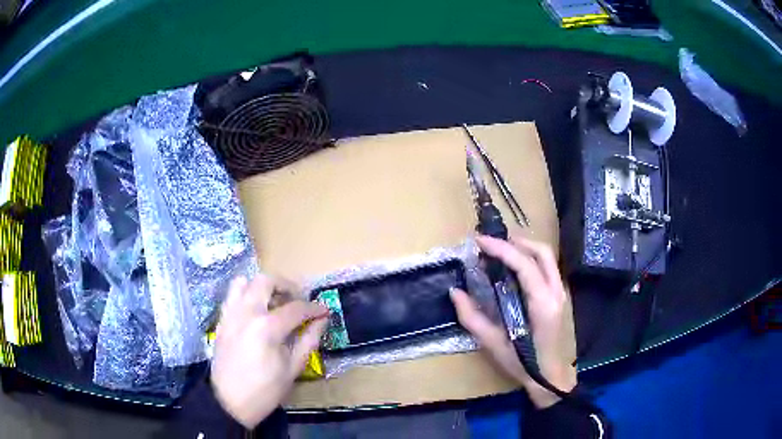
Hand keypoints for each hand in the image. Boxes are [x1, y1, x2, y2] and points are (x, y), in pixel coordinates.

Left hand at [211, 275, 328, 428]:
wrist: (229, 401)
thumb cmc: (265, 390)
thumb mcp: (293, 368)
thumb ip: (308, 340)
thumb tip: (322, 320)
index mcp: (267, 327)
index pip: (295, 308)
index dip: (313, 308)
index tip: (324, 311)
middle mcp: (246, 312)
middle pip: (266, 281)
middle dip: (286, 286)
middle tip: (298, 300)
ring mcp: (230, 314)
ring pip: (244, 282)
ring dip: (262, 286)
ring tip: (274, 302)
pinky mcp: (221, 320)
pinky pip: (232, 296)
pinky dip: (246, 295)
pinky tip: (256, 312)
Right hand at [450, 235, 576, 407]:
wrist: (550, 377)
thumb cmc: (523, 364)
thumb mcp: (493, 344)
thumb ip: (472, 318)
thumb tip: (455, 292)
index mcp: (543, 304)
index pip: (525, 265)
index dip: (502, 249)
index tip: (480, 242)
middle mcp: (556, 293)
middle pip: (542, 252)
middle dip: (516, 241)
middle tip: (491, 244)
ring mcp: (561, 293)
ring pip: (547, 257)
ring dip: (524, 247)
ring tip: (500, 250)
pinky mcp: (559, 297)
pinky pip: (547, 267)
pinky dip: (531, 258)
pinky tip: (514, 266)